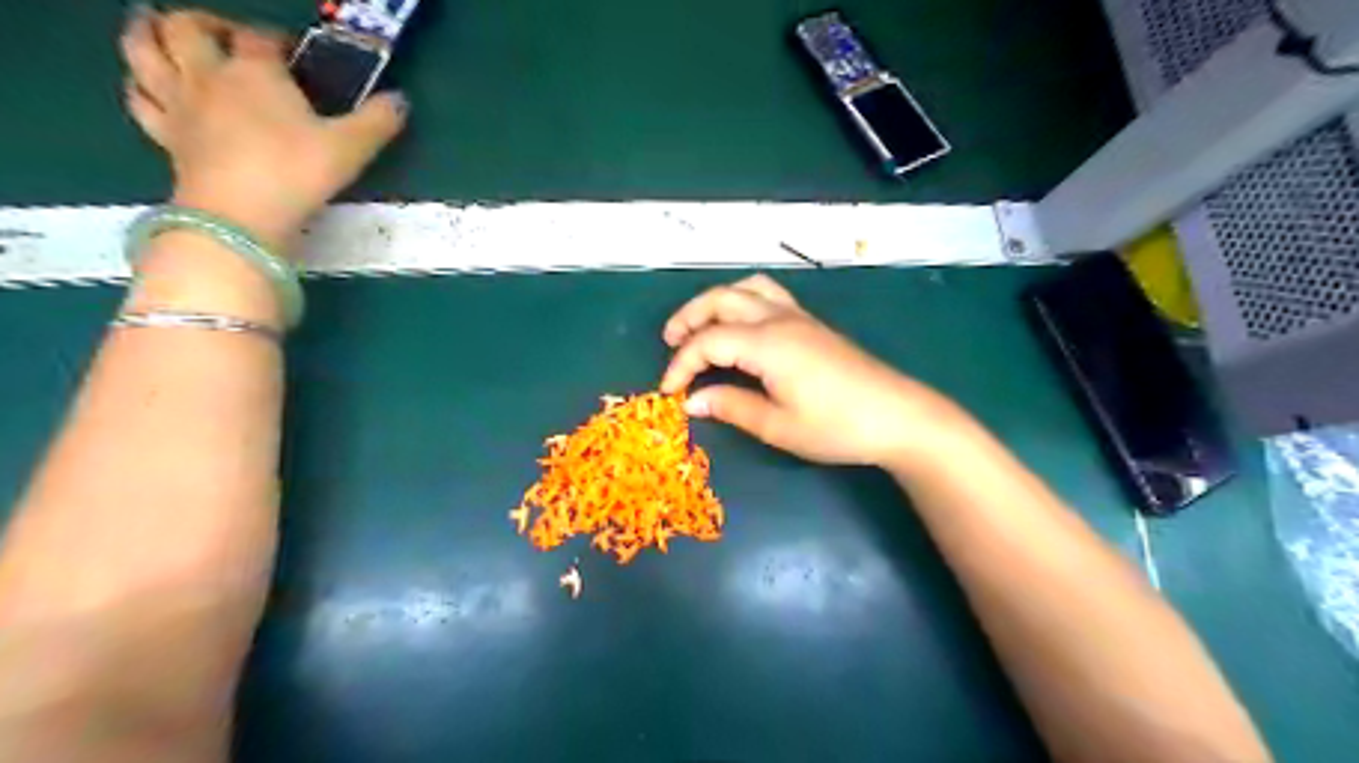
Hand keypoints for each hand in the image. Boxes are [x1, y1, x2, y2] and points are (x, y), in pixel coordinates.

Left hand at [118, 7, 408, 248]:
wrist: (241, 216)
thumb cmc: (296, 173)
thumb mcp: (351, 148)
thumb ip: (378, 121)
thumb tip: (401, 101)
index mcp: (254, 72)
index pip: (258, 37)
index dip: (274, 38)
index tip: (293, 52)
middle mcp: (209, 76)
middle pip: (186, 26)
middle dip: (204, 23)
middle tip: (225, 36)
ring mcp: (180, 105)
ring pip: (144, 51)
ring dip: (149, 35)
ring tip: (163, 35)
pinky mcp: (166, 136)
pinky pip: (140, 100)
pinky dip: (142, 85)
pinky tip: (153, 88)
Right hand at [662, 270, 969, 466]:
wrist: (898, 416)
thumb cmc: (837, 427)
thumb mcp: (778, 426)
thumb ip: (732, 407)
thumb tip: (693, 401)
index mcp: (767, 343)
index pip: (707, 341)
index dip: (681, 364)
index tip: (669, 392)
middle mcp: (779, 319)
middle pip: (721, 299)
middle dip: (689, 317)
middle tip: (669, 342)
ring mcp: (799, 318)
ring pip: (746, 288)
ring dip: (716, 302)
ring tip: (700, 326)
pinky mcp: (812, 324)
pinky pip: (768, 295)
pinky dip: (742, 301)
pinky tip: (741, 326)